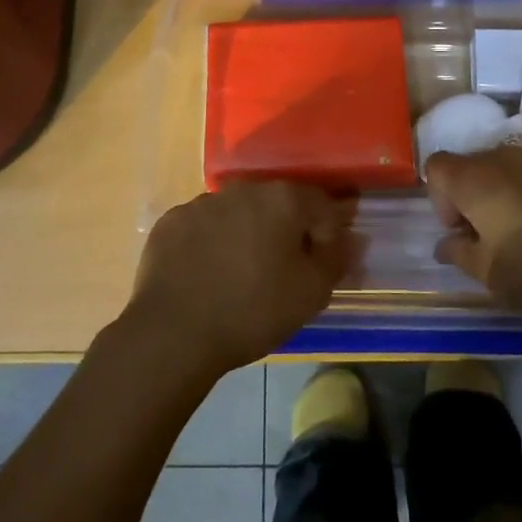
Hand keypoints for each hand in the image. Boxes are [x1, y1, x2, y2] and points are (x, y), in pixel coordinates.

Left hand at [129, 181, 356, 376]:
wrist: (173, 332)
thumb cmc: (252, 310)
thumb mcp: (311, 293)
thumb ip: (336, 259)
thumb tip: (350, 238)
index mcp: (283, 199)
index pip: (321, 205)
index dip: (327, 235)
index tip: (320, 266)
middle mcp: (243, 189)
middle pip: (277, 205)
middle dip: (285, 231)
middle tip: (281, 272)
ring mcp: (202, 202)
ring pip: (237, 214)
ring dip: (245, 235)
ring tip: (239, 276)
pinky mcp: (171, 221)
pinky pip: (202, 227)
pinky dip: (210, 244)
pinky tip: (206, 276)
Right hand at [426, 146, 521, 320]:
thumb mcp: (491, 277)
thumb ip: (459, 254)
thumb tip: (445, 243)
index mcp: (475, 179)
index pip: (436, 166)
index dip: (439, 198)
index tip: (461, 231)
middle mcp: (503, 157)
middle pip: (470, 165)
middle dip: (470, 196)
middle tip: (490, 237)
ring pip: (505, 167)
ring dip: (502, 193)